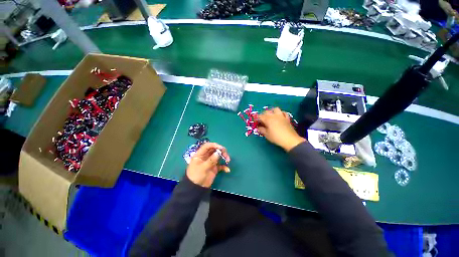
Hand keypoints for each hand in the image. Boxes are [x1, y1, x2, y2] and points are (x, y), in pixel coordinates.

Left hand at [186, 142, 230, 187]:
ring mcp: (211, 162)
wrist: (196, 189)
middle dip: (221, 151)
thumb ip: (211, 160)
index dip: (214, 145)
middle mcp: (206, 156)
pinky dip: (224, 166)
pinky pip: (220, 165)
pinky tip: (227, 170)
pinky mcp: (214, 168)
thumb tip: (218, 153)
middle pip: (214, 150)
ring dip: (224, 157)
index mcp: (200, 154)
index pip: (207, 146)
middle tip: (226, 155)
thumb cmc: (196, 176)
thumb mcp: (203, 167)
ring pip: (219, 156)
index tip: (221, 148)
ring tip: (228, 160)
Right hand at [257, 107, 305, 151]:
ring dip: (271, 112)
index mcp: (268, 119)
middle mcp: (274, 115)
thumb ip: (261, 130)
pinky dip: (280, 113)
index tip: (255, 123)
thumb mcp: (267, 134)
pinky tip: (279, 117)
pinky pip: (283, 113)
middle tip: (261, 121)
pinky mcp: (287, 118)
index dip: (256, 119)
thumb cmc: (276, 137)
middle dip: (262, 115)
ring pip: (275, 109)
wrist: (290, 140)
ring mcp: (281, 116)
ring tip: (270, 117)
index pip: (259, 116)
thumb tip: (258, 128)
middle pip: (266, 112)